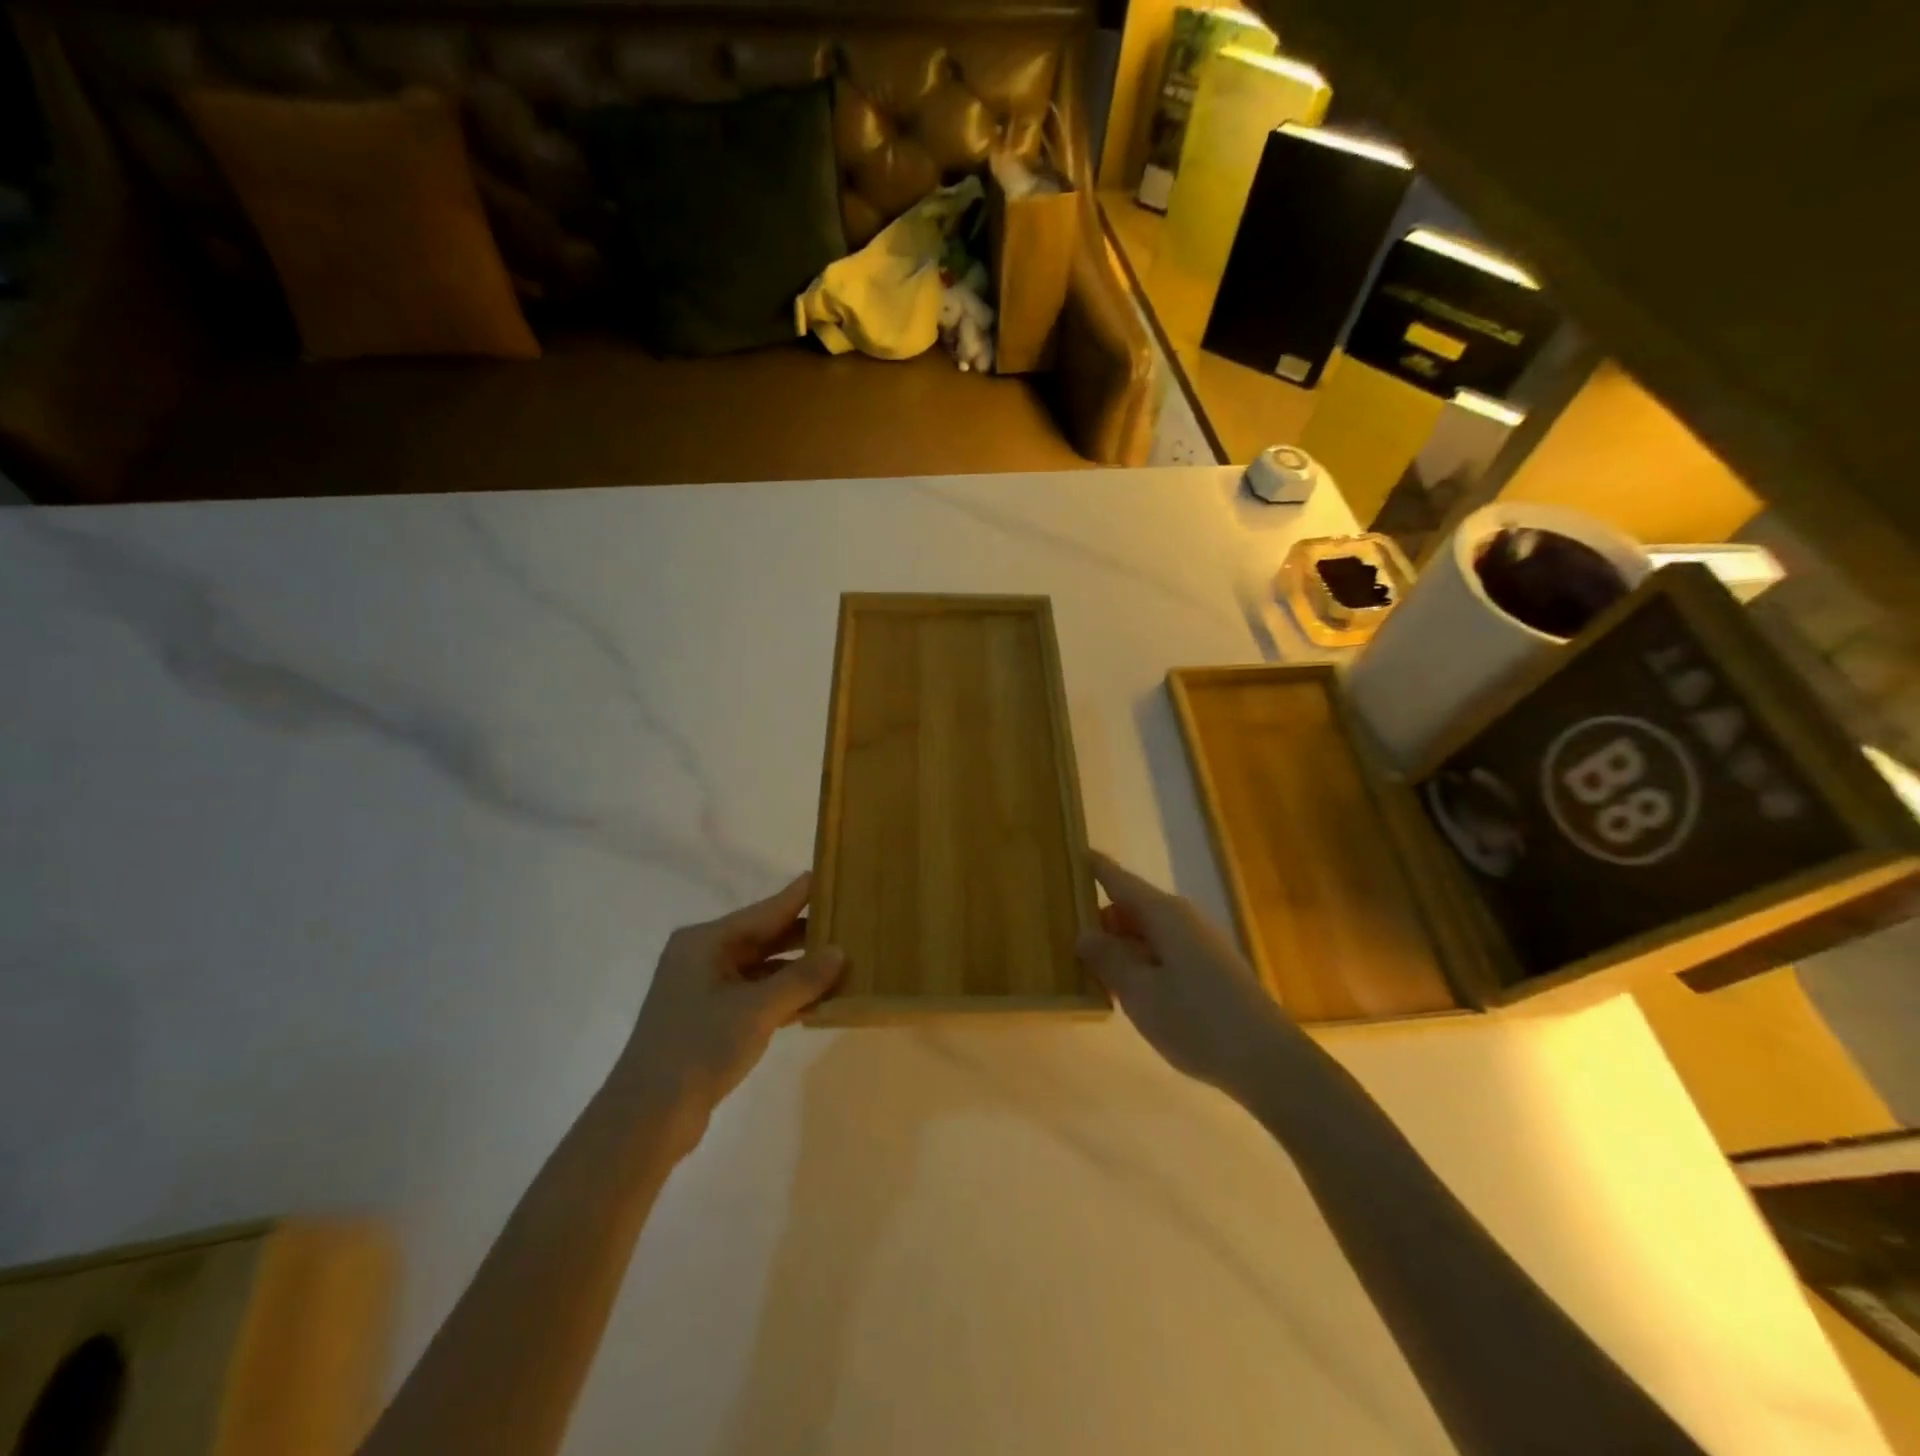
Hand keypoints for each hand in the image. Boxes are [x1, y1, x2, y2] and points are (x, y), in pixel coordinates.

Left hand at [611, 874, 843, 1151]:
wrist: (647, 1116)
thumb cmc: (699, 1046)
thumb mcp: (757, 1009)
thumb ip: (801, 978)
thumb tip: (839, 951)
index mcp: (706, 941)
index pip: (765, 910)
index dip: (798, 895)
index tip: (828, 874)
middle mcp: (703, 957)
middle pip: (763, 937)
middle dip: (804, 935)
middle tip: (848, 922)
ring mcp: (704, 989)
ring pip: (761, 968)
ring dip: (797, 970)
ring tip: (842, 961)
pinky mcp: (709, 1019)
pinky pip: (755, 995)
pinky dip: (783, 996)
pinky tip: (816, 1000)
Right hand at [1076, 851, 1300, 1094]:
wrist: (1270, 1062)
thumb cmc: (1198, 1021)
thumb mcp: (1140, 993)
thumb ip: (1108, 959)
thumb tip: (1083, 933)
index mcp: (1163, 914)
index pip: (1118, 880)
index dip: (1094, 867)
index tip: (1070, 853)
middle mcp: (1182, 919)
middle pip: (1131, 907)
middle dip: (1099, 919)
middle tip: (1062, 936)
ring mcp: (1199, 943)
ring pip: (1146, 932)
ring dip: (1118, 945)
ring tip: (1086, 968)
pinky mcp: (1209, 968)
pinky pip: (1162, 952)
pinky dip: (1139, 962)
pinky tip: (1126, 991)